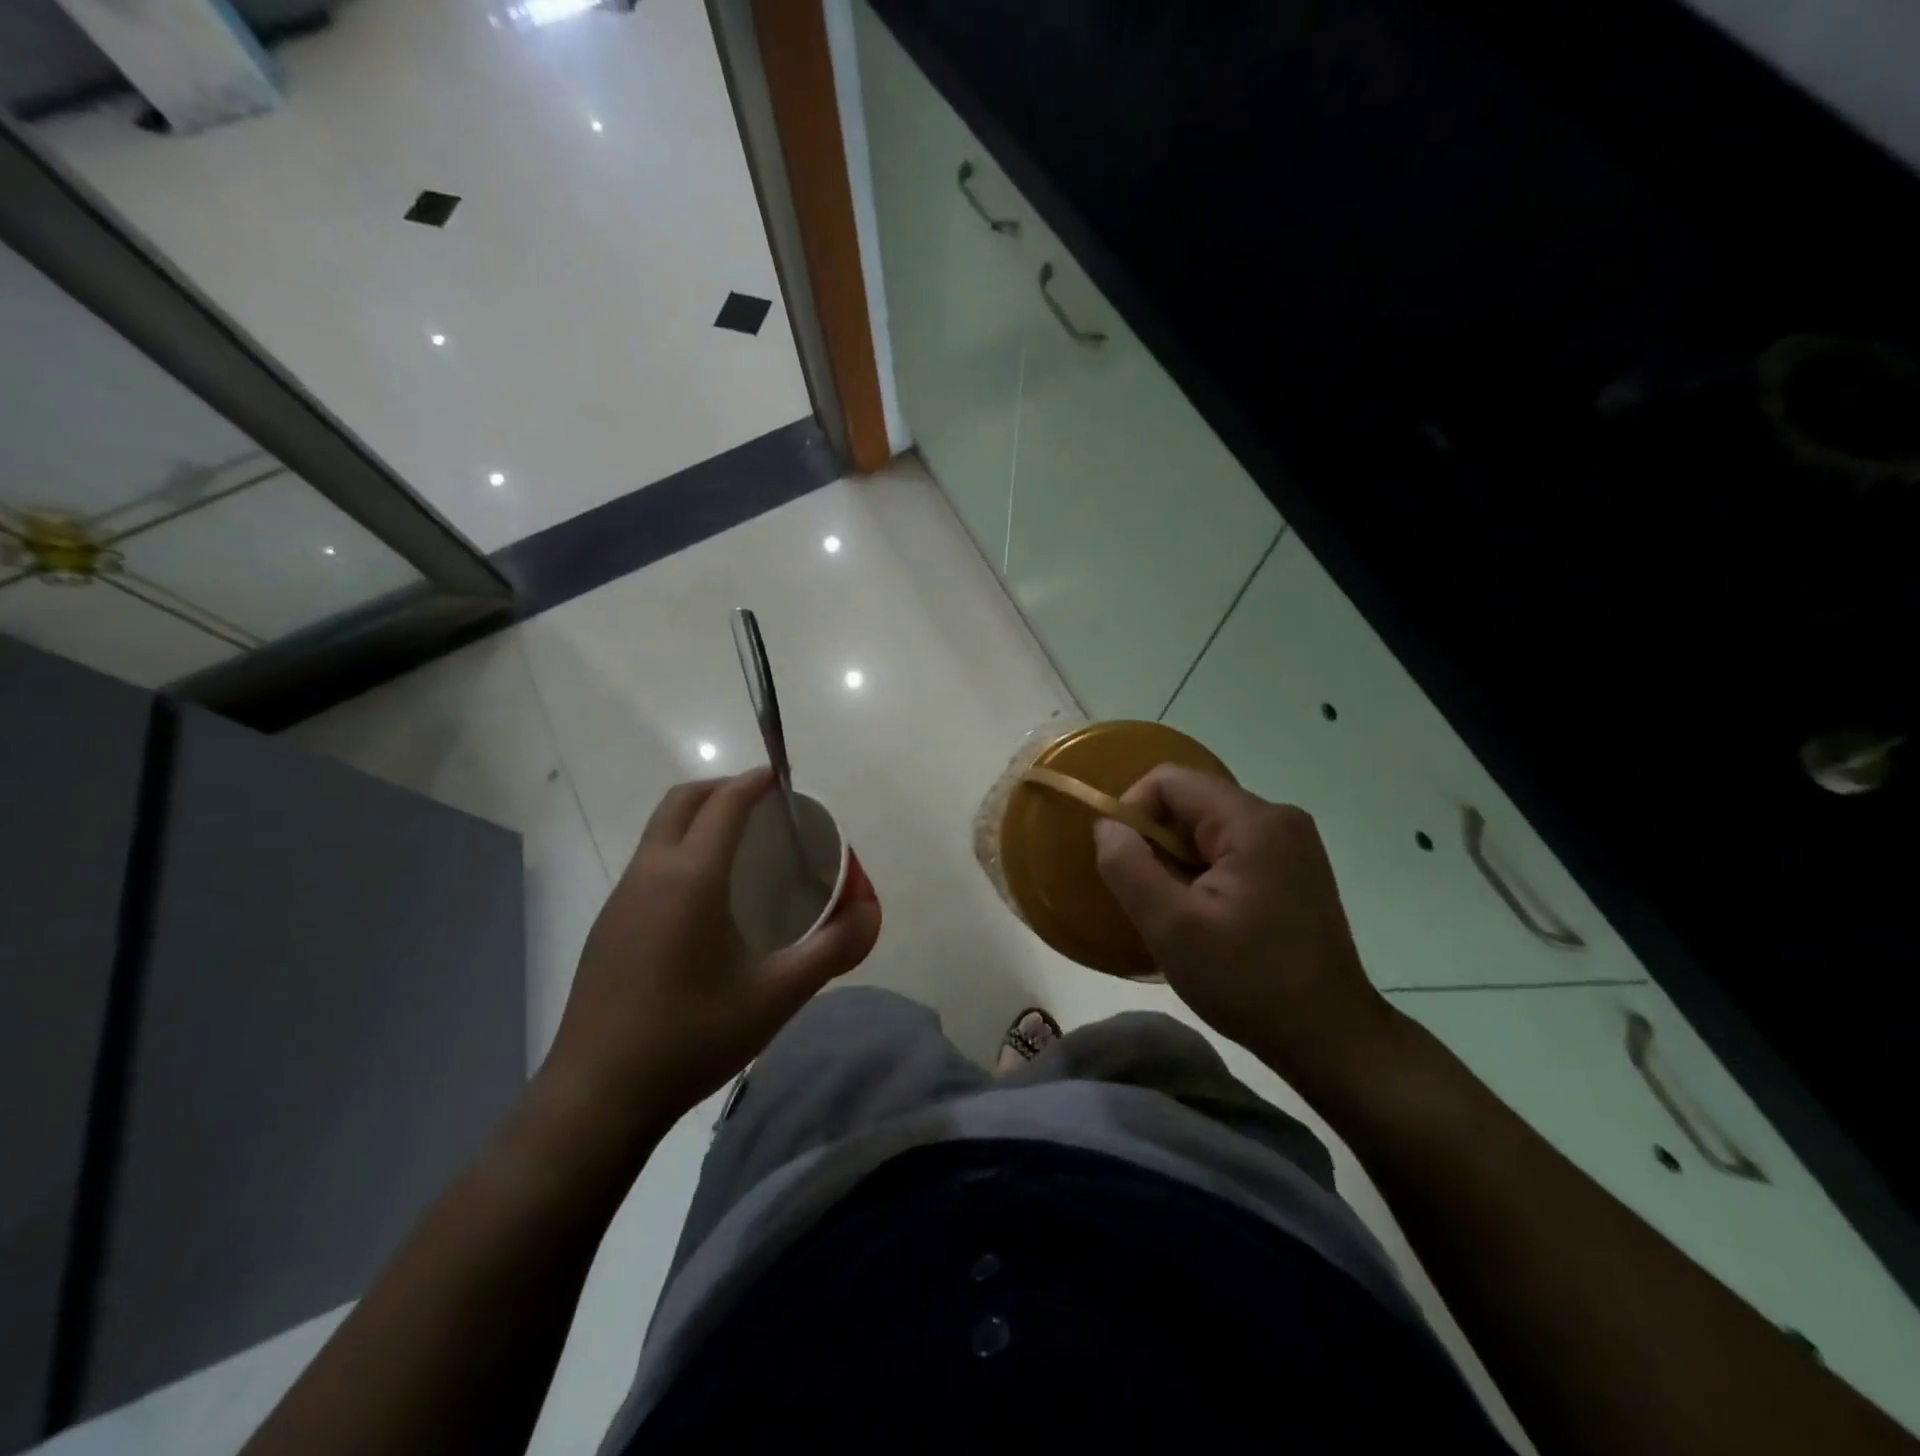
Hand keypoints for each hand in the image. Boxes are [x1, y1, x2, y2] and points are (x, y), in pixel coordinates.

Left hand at [539, 770, 879, 1153]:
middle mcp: (649, 873)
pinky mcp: (608, 926)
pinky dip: (680, 850)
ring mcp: (621, 899)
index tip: (784, 777)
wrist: (597, 1097)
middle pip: (683, 801)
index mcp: (690, 877)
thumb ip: (833, 948)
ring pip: (659, 831)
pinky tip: (706, 899)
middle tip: (765, 805)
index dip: (756, 781)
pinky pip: (648, 863)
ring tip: (742, 847)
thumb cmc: (693, 1036)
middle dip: (724, 788)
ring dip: (698, 818)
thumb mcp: (777, 995)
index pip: (725, 803)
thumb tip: (870, 910)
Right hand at [1093, 766, 1394, 1089]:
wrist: (1330, 1037)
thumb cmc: (1248, 981)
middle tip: (1150, 897)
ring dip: (1179, 861)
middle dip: (1156, 843)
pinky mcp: (1296, 868)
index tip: (1123, 864)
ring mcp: (1292, 843)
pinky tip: (1206, 917)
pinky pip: (1231, 849)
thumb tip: (1106, 826)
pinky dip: (1205, 872)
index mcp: (1252, 821)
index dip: (1132, 812)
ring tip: (1178, 913)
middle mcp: (1278, 818)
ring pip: (1208, 828)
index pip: (1169, 781)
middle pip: (1190, 802)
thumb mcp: (1171, 927)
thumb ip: (1127, 866)